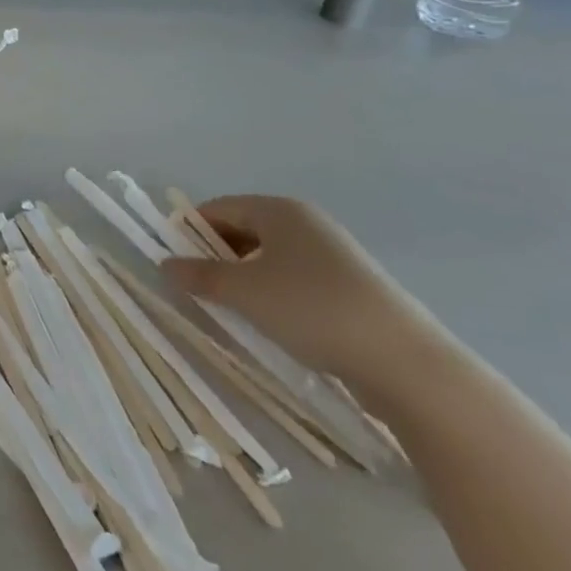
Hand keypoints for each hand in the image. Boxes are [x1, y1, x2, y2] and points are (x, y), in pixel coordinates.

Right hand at [159, 195, 448, 390]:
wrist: (405, 363)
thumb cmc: (311, 309)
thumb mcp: (243, 292)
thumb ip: (200, 275)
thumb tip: (165, 264)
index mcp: (279, 210)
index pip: (218, 208)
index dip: (190, 231)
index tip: (174, 262)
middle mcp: (306, 223)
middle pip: (244, 230)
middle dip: (217, 256)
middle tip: (198, 288)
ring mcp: (333, 255)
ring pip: (270, 258)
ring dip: (245, 279)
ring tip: (232, 311)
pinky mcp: (352, 289)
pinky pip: (296, 280)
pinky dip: (275, 295)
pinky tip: (273, 325)